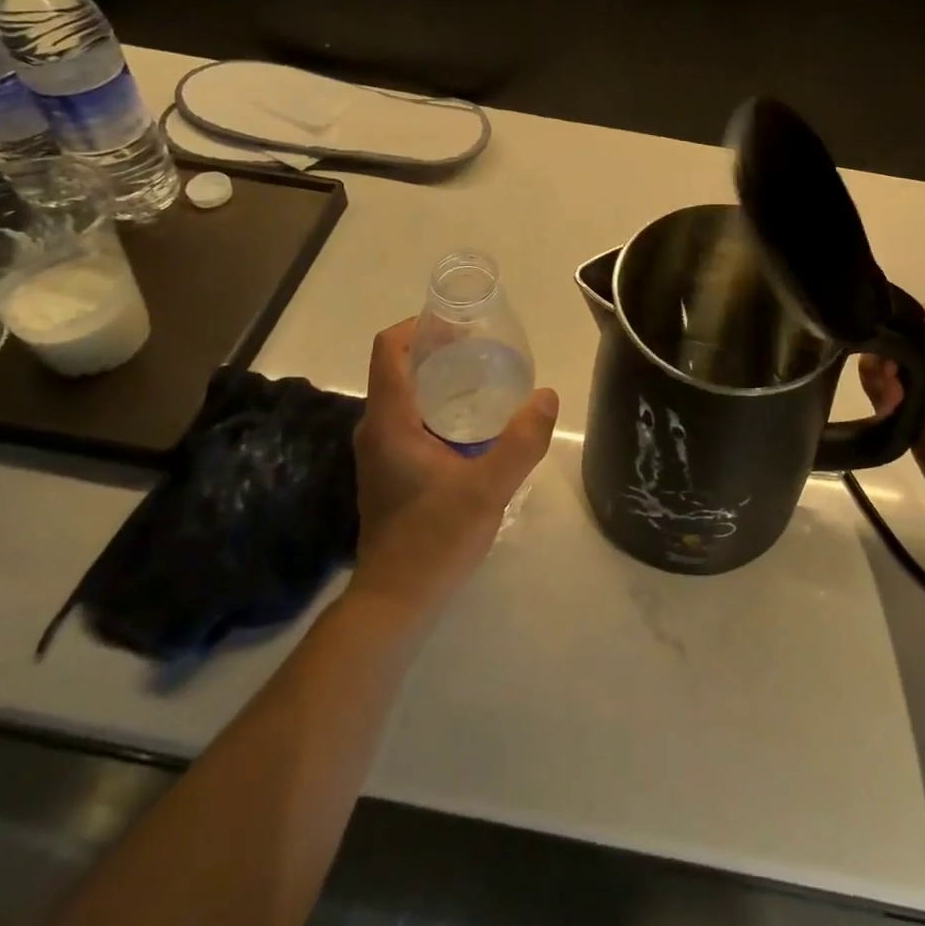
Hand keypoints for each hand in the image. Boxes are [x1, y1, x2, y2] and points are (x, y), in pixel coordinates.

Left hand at [350, 318, 559, 617]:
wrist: (395, 601)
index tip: (460, 323)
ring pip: (405, 393)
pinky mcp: (389, 469)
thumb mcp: (488, 489)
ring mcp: (380, 450)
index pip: (389, 349)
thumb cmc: (435, 540)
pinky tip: (475, 422)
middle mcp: (376, 428)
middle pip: (399, 366)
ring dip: (439, 377)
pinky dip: (438, 404)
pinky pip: (410, 417)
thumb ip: (522, 441)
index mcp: (389, 421)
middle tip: (485, 349)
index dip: (419, 325)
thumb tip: (548, 396)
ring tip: (486, 377)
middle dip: (438, 348)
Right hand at [859, 288, 924, 579]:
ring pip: (895, 378)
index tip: (882, 335)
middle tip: (885, 382)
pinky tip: (881, 413)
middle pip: (909, 349)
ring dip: (880, 380)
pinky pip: (892, 411)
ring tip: (887, 403)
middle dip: (888, 355)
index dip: (906, 324)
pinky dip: (880, 406)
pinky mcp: (920, 439)